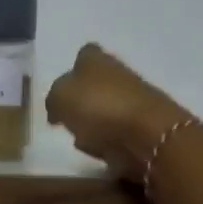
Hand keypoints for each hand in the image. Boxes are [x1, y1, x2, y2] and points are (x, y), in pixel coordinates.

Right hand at [45, 44, 198, 176]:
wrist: (149, 134)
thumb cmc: (98, 107)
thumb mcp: (59, 98)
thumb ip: (53, 98)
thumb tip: (57, 106)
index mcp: (95, 59)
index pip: (84, 54)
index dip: (73, 69)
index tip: (61, 90)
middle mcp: (118, 73)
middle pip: (97, 83)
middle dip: (83, 99)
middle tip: (66, 117)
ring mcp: (136, 99)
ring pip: (107, 107)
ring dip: (95, 121)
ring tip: (81, 138)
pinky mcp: (146, 125)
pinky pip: (119, 131)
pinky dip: (109, 139)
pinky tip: (100, 149)